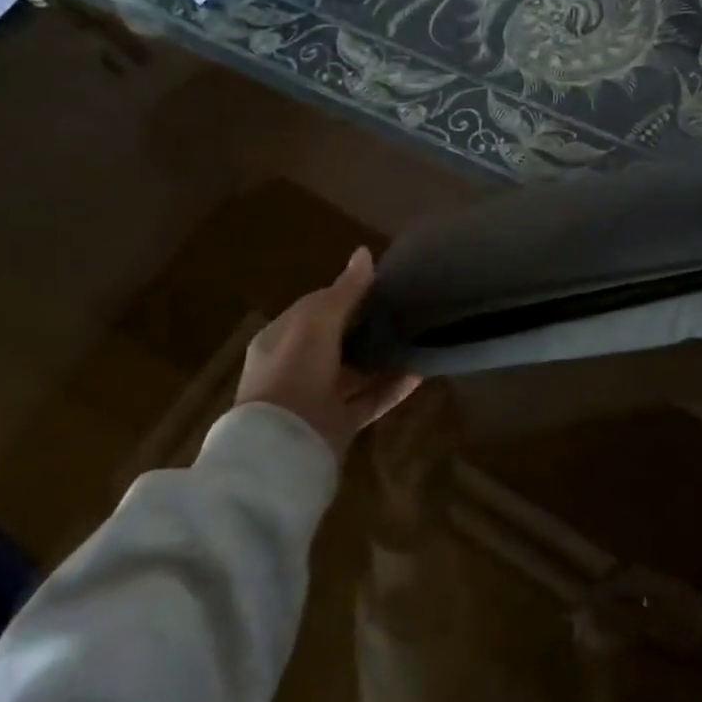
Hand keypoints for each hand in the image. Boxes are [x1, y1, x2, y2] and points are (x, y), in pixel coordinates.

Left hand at [233, 247, 421, 457]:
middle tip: (404, 308)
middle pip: (336, 339)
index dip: (344, 293)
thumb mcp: (316, 324)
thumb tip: (365, 253)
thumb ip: (344, 292)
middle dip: (366, 324)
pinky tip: (419, 373)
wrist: (283, 448)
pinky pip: (370, 400)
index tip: (380, 284)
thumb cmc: (293, 374)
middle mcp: (297, 366)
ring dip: (382, 356)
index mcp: (281, 339)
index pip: (314, 307)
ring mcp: (318, 398)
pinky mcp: (339, 424)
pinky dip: (393, 388)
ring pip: (355, 370)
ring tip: (415, 337)